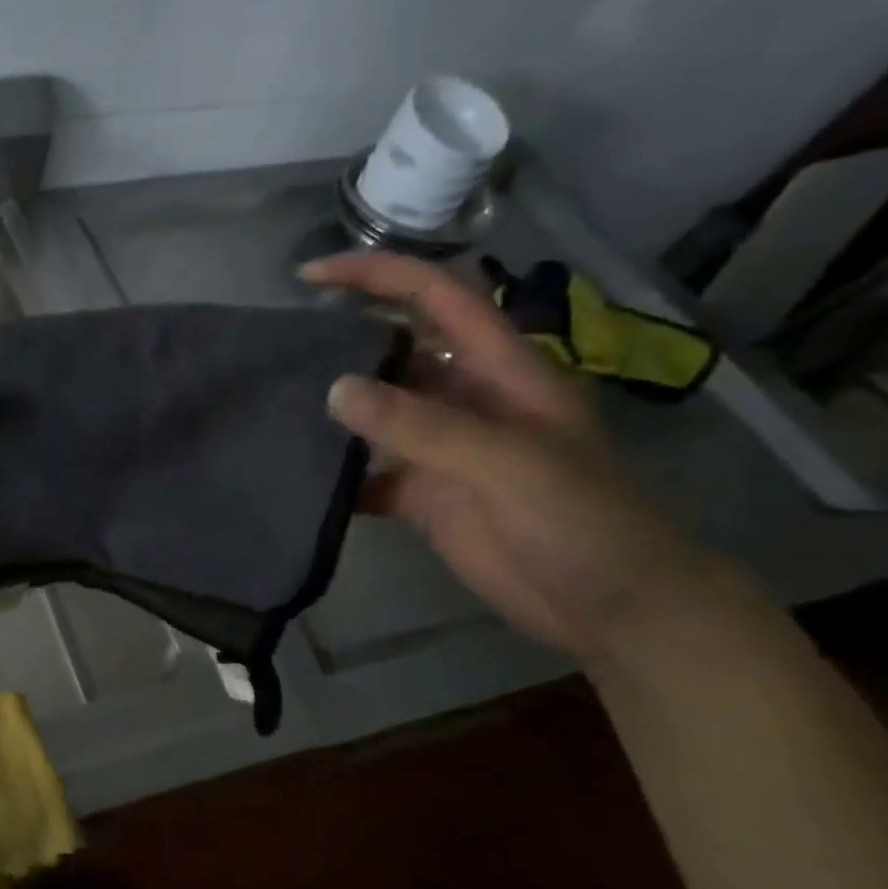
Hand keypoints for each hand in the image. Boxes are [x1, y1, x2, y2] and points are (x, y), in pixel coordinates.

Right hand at [300, 252, 729, 663]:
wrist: (616, 612)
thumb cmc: (585, 523)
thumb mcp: (510, 464)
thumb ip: (423, 425)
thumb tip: (334, 388)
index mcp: (499, 370)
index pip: (435, 297)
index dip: (376, 275)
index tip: (309, 276)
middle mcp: (464, 397)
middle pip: (393, 349)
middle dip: (339, 337)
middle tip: (277, 344)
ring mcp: (440, 447)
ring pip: (372, 409)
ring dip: (329, 406)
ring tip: (271, 402)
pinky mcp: (421, 492)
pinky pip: (365, 469)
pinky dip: (333, 471)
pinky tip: (295, 472)